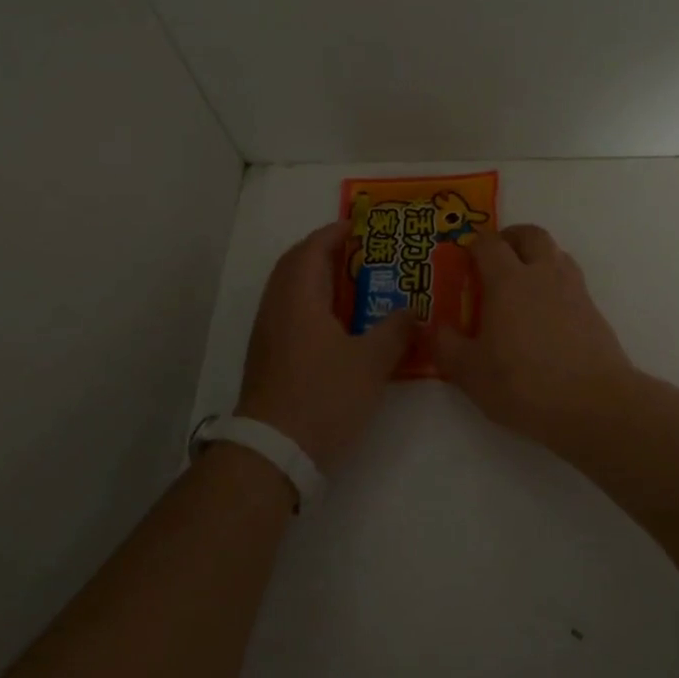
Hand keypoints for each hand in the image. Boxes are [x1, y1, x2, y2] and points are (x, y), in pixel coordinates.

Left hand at [235, 221, 413, 471]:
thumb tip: (411, 311)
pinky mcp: (267, 356)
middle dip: (324, 252)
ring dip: (317, 278)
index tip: (360, 226)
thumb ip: (395, 330)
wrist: (274, 451)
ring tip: (354, 284)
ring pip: (290, 290)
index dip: (334, 233)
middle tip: (358, 252)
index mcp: (298, 298)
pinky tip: (339, 324)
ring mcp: (267, 333)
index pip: (312, 249)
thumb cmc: (323, 397)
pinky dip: (312, 303)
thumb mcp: (371, 363)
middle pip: (295, 264)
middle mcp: (276, 307)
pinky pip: (290, 312)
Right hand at [435, 224, 636, 449]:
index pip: (489, 243)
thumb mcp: (470, 372)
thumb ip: (447, 346)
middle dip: (511, 238)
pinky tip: (546, 314)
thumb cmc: (524, 384)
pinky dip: (555, 284)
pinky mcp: (593, 311)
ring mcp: (573, 290)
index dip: (474, 245)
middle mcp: (543, 274)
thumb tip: (434, 327)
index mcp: (508, 280)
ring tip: (522, 284)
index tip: (464, 259)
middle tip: (496, 258)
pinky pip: (571, 281)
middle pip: (530, 235)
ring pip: (556, 253)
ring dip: (537, 257)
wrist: (594, 403)